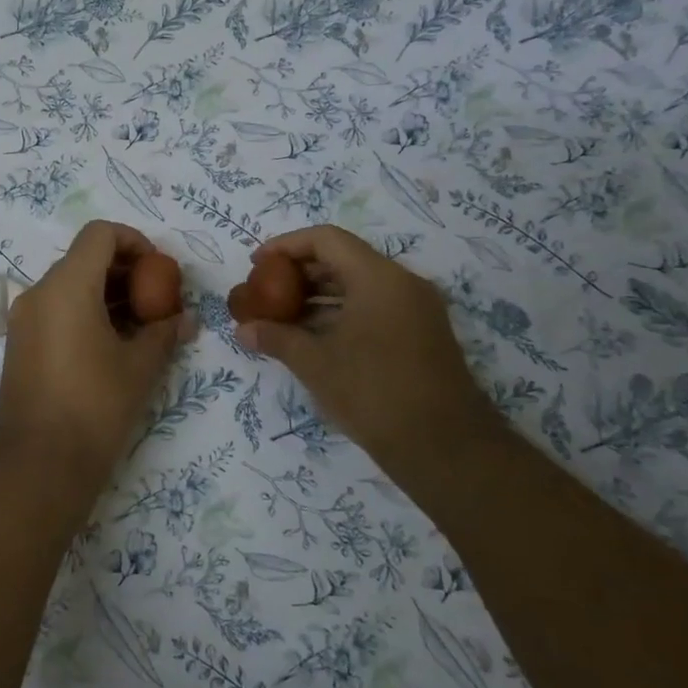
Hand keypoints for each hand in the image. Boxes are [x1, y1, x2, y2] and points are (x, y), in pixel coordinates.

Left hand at [0, 221, 192, 490]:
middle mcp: (38, 293)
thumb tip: (185, 319)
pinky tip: (109, 346)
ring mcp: (23, 320)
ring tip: (138, 327)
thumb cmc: (96, 406)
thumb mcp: (140, 367)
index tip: (158, 270)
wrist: (40, 463)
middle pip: (84, 259)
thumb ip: (164, 332)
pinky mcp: (18, 345)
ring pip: (69, 286)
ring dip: (105, 294)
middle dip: (124, 272)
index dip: (134, 241)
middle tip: (155, 301)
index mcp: (67, 286)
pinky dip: (83, 313)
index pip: (100, 234)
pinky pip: (54, 311)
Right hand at [235, 225, 499, 475]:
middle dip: (300, 272)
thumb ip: (277, 339)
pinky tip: (315, 337)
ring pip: (360, 285)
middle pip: (344, 259)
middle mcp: (402, 283)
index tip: (257, 265)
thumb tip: (242, 330)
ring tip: (283, 316)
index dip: (286, 246)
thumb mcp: (315, 364)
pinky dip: (342, 313)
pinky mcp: (422, 334)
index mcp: (378, 278)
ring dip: (319, 295)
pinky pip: (375, 306)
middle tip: (267, 292)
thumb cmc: (374, 394)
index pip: (326, 240)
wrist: (445, 447)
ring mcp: (417, 309)